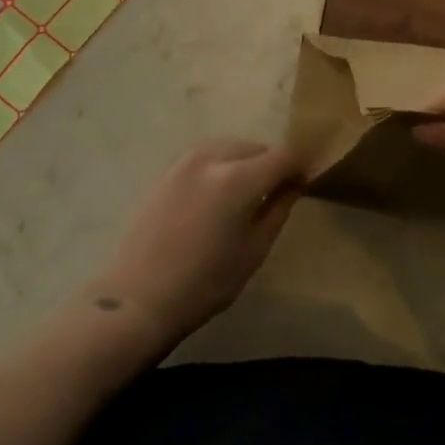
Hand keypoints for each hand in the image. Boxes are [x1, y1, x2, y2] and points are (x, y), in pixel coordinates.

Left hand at [87, 141, 304, 349]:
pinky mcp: (168, 169)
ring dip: (245, 162)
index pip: (283, 155)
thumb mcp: (254, 250)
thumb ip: (278, 208)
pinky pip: (207, 156)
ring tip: (245, 194)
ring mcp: (186, 160)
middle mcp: (212, 157)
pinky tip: (217, 195)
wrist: (138, 298)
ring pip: (230, 147)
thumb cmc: (205, 283)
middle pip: (256, 147)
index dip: (299, 165)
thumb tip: (295, 182)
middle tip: (276, 193)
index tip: (305, 181)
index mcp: (238, 178)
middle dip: (271, 164)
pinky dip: (221, 166)